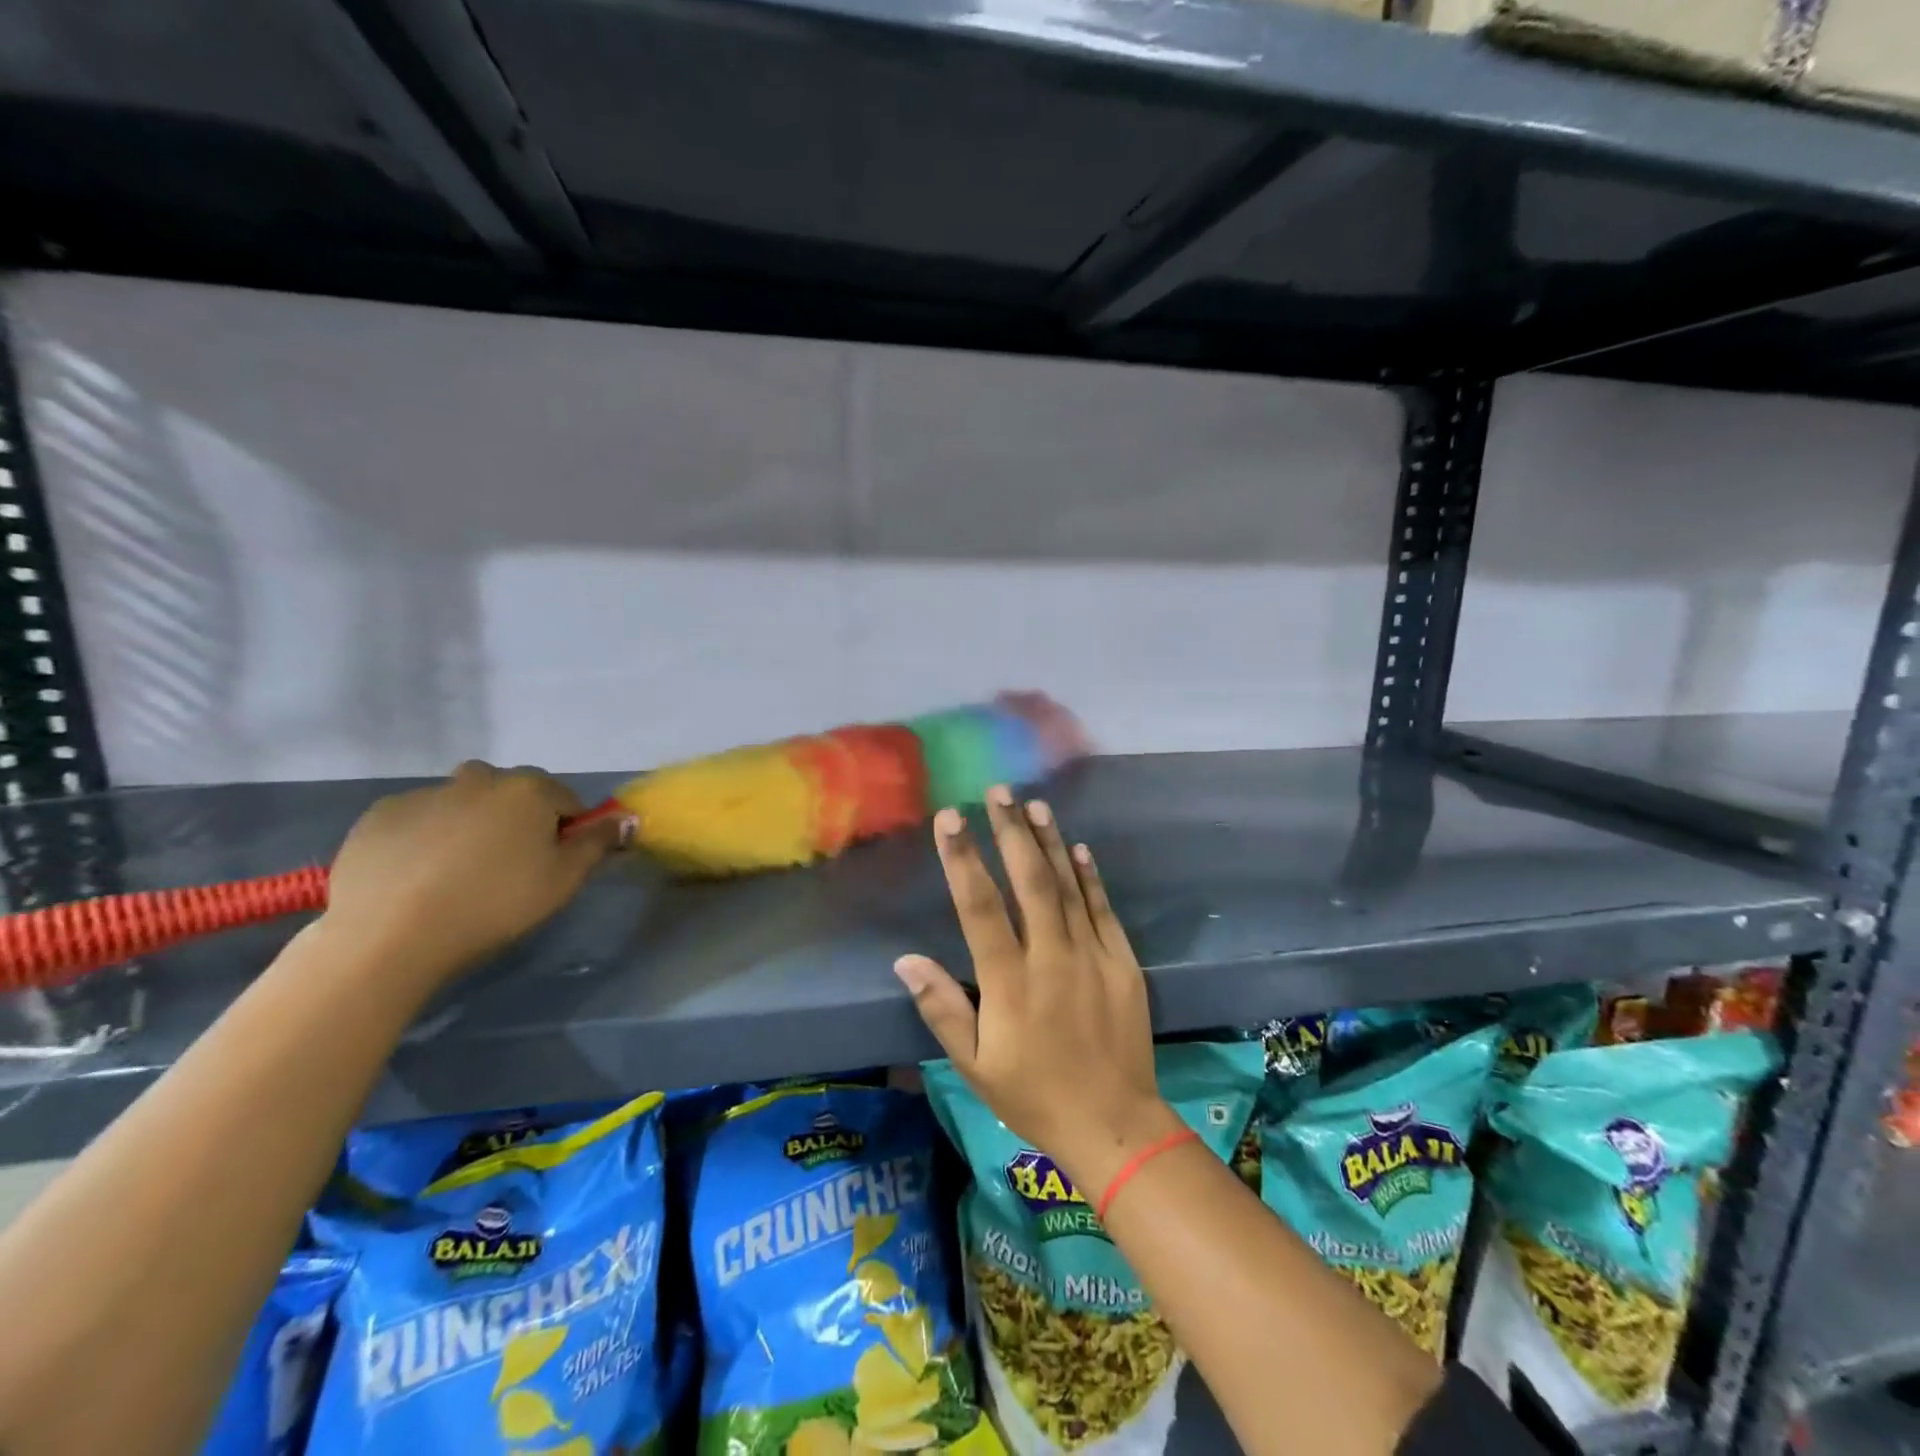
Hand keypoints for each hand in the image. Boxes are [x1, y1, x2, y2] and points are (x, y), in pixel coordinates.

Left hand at [322, 762, 626, 987]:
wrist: (389, 936)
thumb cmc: (494, 905)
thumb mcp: (563, 880)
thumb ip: (598, 843)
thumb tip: (625, 818)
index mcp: (529, 790)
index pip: (565, 800)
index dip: (567, 831)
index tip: (554, 864)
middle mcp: (479, 778)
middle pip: (512, 793)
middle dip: (517, 819)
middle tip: (508, 867)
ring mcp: (424, 793)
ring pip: (463, 802)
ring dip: (471, 824)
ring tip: (458, 873)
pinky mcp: (379, 815)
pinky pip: (418, 819)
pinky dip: (425, 837)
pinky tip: (418, 876)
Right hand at [895, 787, 1182, 1195]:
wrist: (1115, 1124)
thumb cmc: (1034, 1095)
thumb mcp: (975, 1066)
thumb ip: (942, 1009)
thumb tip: (906, 960)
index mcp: (1009, 982)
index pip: (979, 907)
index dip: (963, 859)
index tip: (950, 818)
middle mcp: (1051, 957)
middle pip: (1028, 882)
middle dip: (1010, 832)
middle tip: (998, 792)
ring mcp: (1092, 956)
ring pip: (1066, 887)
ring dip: (1048, 843)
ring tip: (1033, 805)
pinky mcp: (1123, 962)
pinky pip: (1102, 909)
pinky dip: (1088, 876)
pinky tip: (1077, 848)